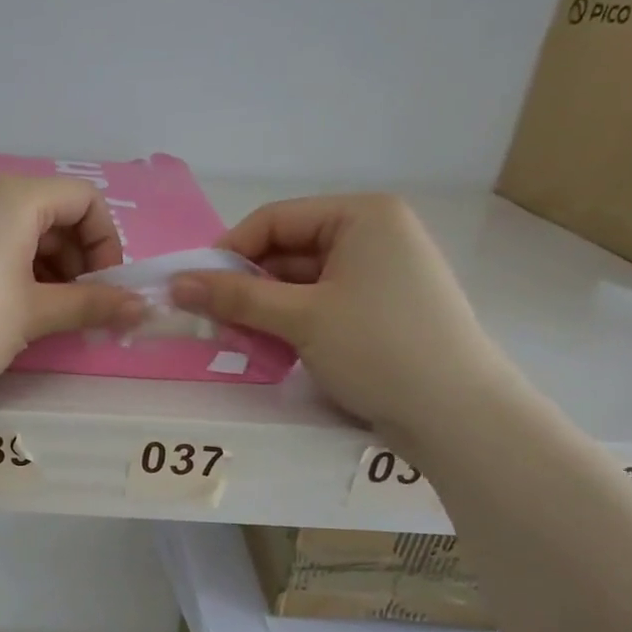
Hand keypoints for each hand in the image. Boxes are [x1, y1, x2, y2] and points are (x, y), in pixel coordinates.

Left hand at [0, 177, 144, 408]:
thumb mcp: (35, 314)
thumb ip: (92, 304)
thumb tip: (142, 308)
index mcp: (14, 196)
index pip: (84, 199)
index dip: (106, 243)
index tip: (105, 288)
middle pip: (53, 211)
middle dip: (78, 256)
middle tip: (80, 306)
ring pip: (21, 228)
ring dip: (49, 265)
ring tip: (48, 313)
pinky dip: (15, 266)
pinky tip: (13, 307)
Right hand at [172, 194, 511, 443]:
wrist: (457, 414)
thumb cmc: (378, 348)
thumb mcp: (300, 318)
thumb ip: (235, 297)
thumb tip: (175, 283)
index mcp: (362, 216)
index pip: (275, 220)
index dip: (228, 252)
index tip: (193, 289)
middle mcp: (374, 235)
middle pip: (287, 251)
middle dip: (246, 286)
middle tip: (212, 322)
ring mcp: (380, 274)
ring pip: (300, 282)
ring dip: (265, 309)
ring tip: (238, 340)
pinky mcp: (380, 310)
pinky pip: (320, 304)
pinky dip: (291, 323)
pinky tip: (272, 350)